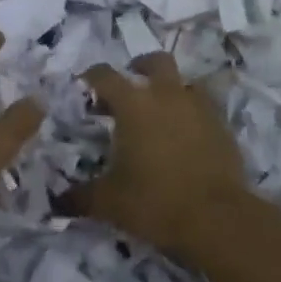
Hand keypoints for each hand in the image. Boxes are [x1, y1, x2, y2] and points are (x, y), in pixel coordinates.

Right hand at [70, 53, 251, 264]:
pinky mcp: (223, 126)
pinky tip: (187, 137)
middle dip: (141, 67)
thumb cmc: (154, 201)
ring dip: (172, 90)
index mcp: (133, 103)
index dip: (91, 77)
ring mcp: (199, 107)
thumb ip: (80, 197)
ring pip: (185, 82)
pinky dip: (194, 115)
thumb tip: (57, 202)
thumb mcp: (109, 202)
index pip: (105, 75)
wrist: (217, 219)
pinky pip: (206, 108)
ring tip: (162, 114)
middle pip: (155, 61)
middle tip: (131, 85)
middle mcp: (166, 94)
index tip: (85, 86)